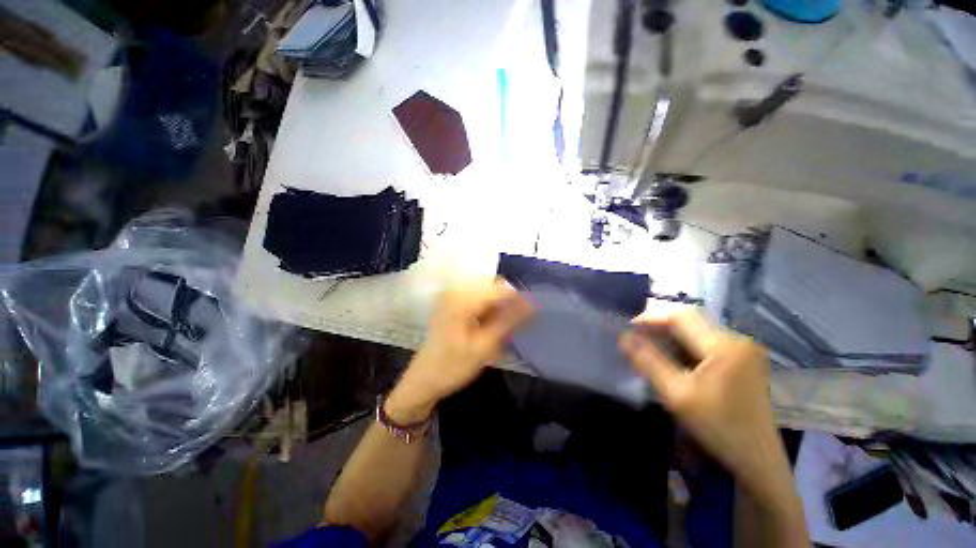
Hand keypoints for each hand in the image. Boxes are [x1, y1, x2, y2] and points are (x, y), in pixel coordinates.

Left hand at [386, 279, 531, 422]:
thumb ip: (507, 321)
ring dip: (499, 304)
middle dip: (508, 300)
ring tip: (503, 326)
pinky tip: (490, 324)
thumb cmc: (453, 366)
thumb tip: (531, 304)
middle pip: (493, 284)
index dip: (518, 298)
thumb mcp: (484, 347)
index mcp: (462, 300)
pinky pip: (478, 296)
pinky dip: (489, 307)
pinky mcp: (453, 302)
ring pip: (487, 290)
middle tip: (515, 323)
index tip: (533, 312)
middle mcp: (457, 291)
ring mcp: (453, 295)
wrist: (424, 380)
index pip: (499, 288)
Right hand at [619, 308, 793, 506]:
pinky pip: (708, 341)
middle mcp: (739, 340)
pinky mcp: (745, 360)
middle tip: (636, 337)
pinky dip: (686, 344)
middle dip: (660, 326)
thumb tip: (623, 337)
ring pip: (698, 330)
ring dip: (672, 335)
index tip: (628, 328)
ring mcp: (745, 350)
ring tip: (649, 346)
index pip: (681, 317)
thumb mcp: (676, 395)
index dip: (651, 318)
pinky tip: (674, 357)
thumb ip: (648, 361)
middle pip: (691, 320)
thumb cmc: (717, 428)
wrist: (758, 461)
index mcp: (725, 347)